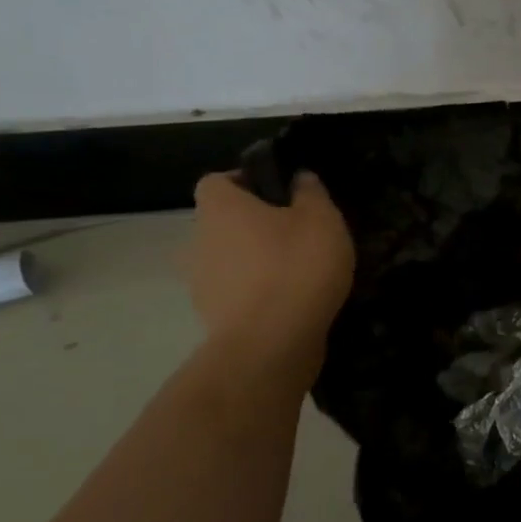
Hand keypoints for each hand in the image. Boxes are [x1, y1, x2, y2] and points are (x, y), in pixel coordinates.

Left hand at [189, 171, 355, 362]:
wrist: (272, 344)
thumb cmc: (297, 266)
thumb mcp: (321, 219)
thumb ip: (310, 192)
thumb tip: (299, 177)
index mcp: (220, 209)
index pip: (217, 181)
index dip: (246, 181)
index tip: (280, 192)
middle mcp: (199, 241)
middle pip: (223, 222)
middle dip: (254, 224)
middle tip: (297, 231)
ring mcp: (201, 284)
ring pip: (228, 259)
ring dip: (255, 261)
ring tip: (299, 270)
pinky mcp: (214, 319)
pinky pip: (236, 293)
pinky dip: (258, 293)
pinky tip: (292, 299)